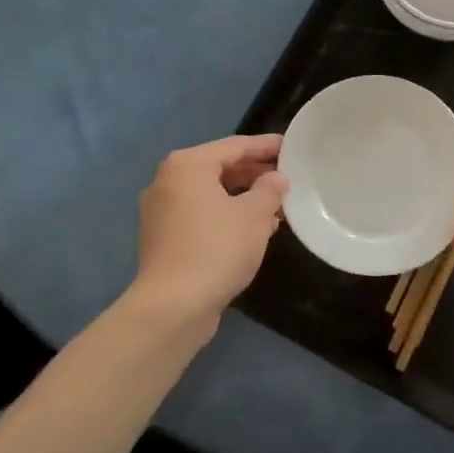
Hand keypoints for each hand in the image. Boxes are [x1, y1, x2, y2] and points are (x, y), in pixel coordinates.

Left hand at [130, 134, 287, 325]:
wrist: (172, 307)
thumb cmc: (217, 249)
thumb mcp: (255, 215)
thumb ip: (270, 189)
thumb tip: (276, 178)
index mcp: (188, 165)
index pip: (235, 145)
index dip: (266, 146)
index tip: (291, 147)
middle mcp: (168, 181)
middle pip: (220, 168)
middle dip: (255, 173)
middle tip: (287, 178)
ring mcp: (162, 211)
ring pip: (211, 194)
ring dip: (244, 197)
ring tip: (277, 206)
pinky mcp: (164, 238)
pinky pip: (202, 215)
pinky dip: (227, 216)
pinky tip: (254, 230)